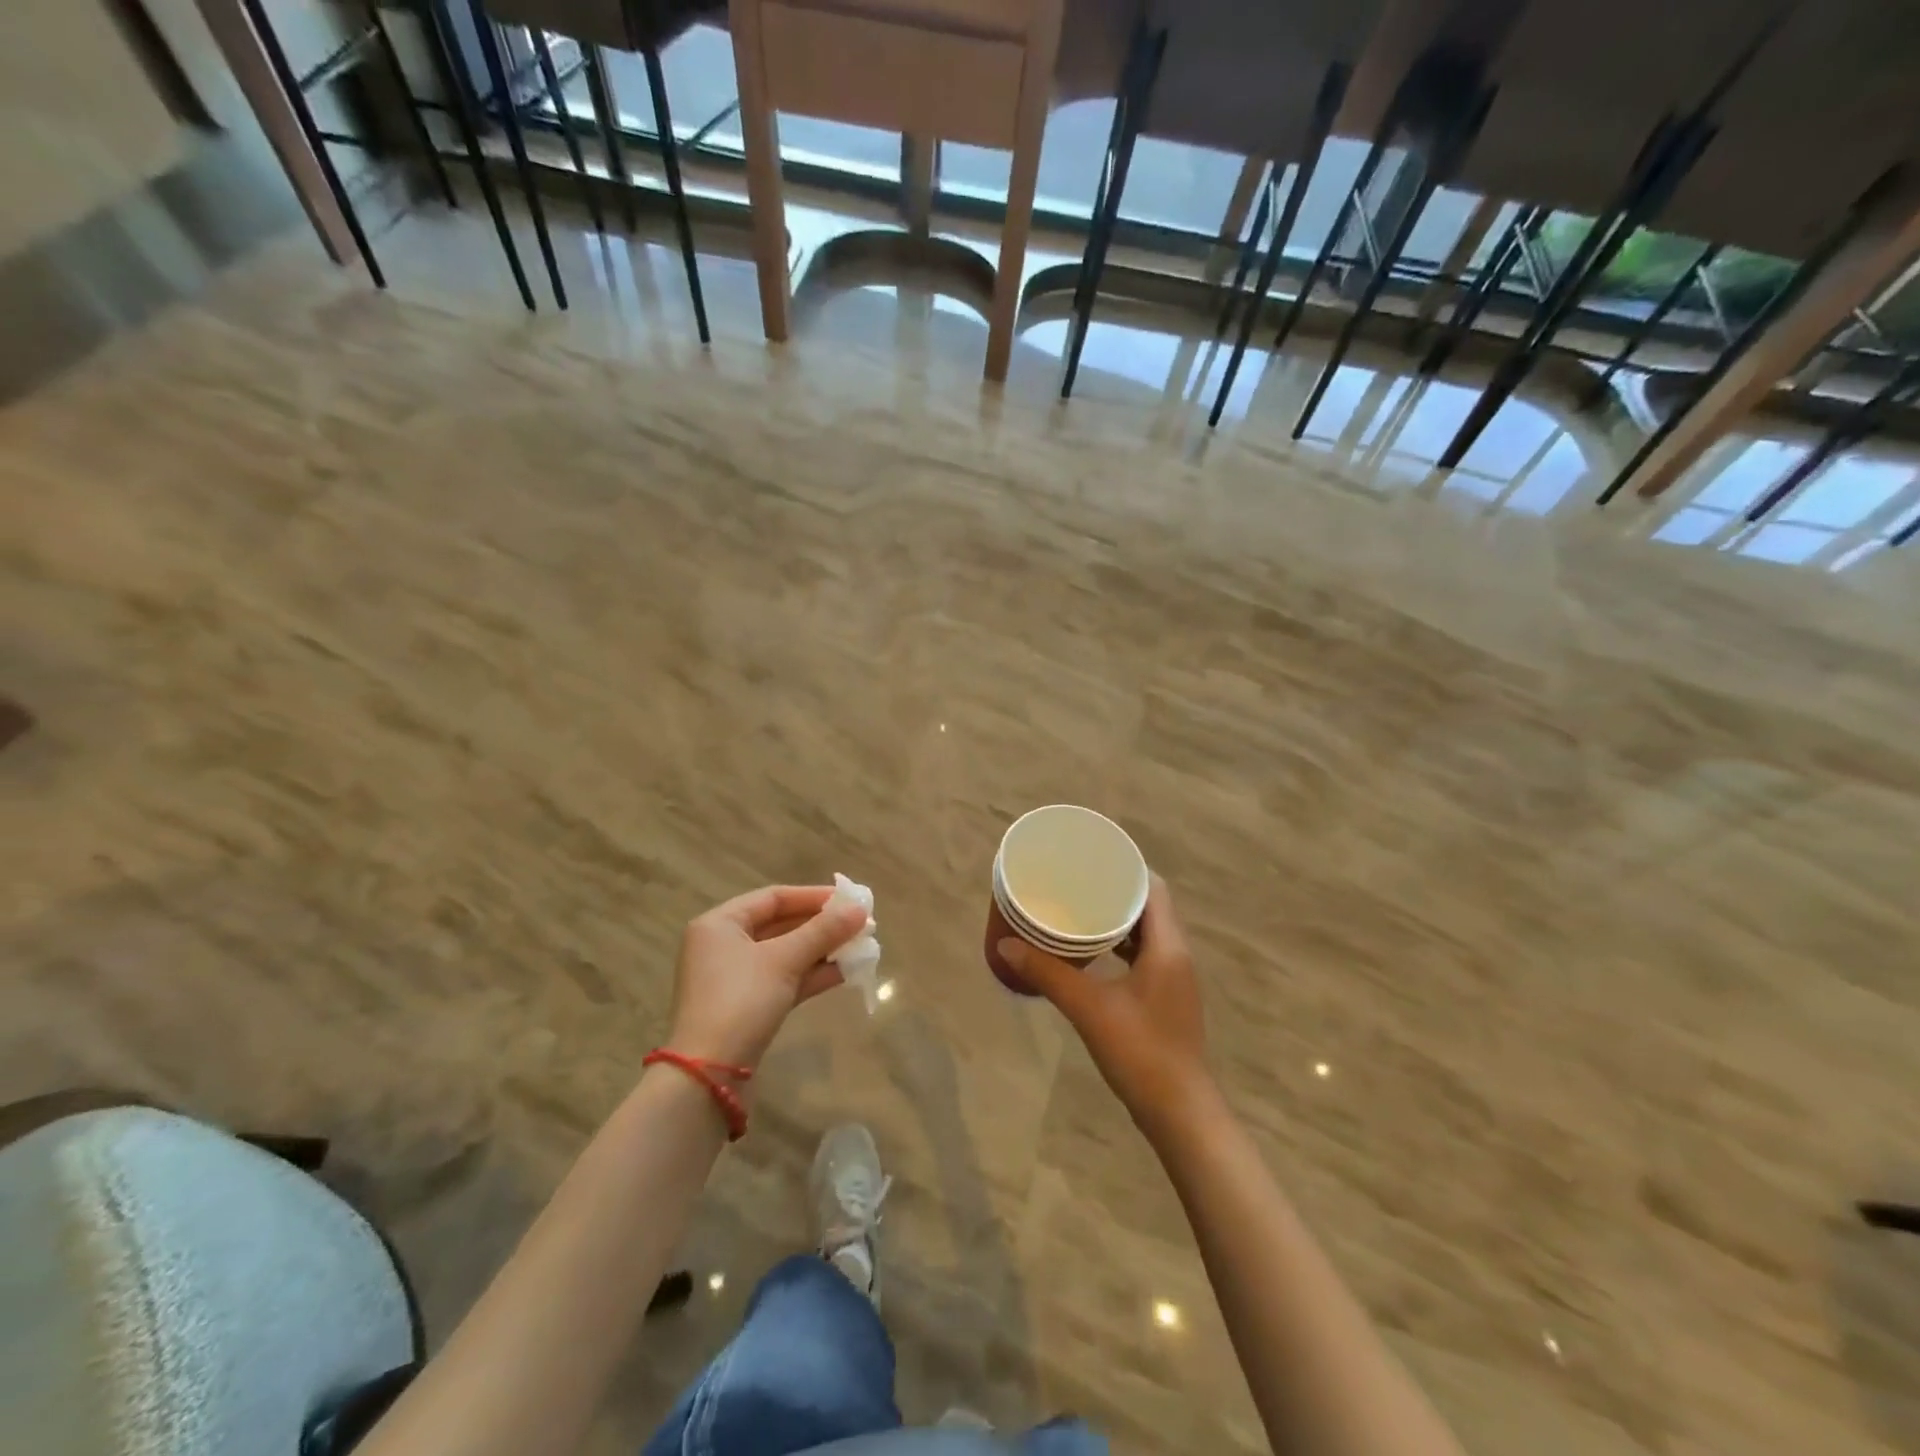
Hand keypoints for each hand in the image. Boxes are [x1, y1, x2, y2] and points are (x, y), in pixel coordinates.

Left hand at [666, 885, 868, 1069]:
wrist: (708, 1076)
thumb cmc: (740, 1002)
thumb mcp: (784, 960)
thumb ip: (823, 932)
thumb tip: (859, 909)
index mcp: (720, 924)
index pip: (773, 898)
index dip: (813, 896)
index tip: (849, 900)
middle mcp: (723, 946)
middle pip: (780, 925)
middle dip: (821, 926)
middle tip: (860, 925)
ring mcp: (734, 979)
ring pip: (784, 954)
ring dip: (821, 950)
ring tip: (860, 947)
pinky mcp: (746, 1007)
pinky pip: (783, 980)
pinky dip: (811, 975)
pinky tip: (844, 973)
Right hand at [997, 874, 1210, 1134]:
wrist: (1179, 1112)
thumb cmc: (1140, 1052)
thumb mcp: (1088, 1008)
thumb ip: (1048, 973)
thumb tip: (1005, 945)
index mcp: (1168, 946)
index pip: (1154, 888)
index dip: (1126, 868)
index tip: (1093, 859)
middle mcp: (1177, 955)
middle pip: (1150, 907)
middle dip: (1115, 892)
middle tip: (1077, 882)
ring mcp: (1174, 979)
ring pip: (1147, 933)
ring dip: (1118, 920)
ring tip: (1080, 910)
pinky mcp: (1166, 998)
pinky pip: (1145, 956)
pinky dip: (1121, 946)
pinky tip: (1093, 953)